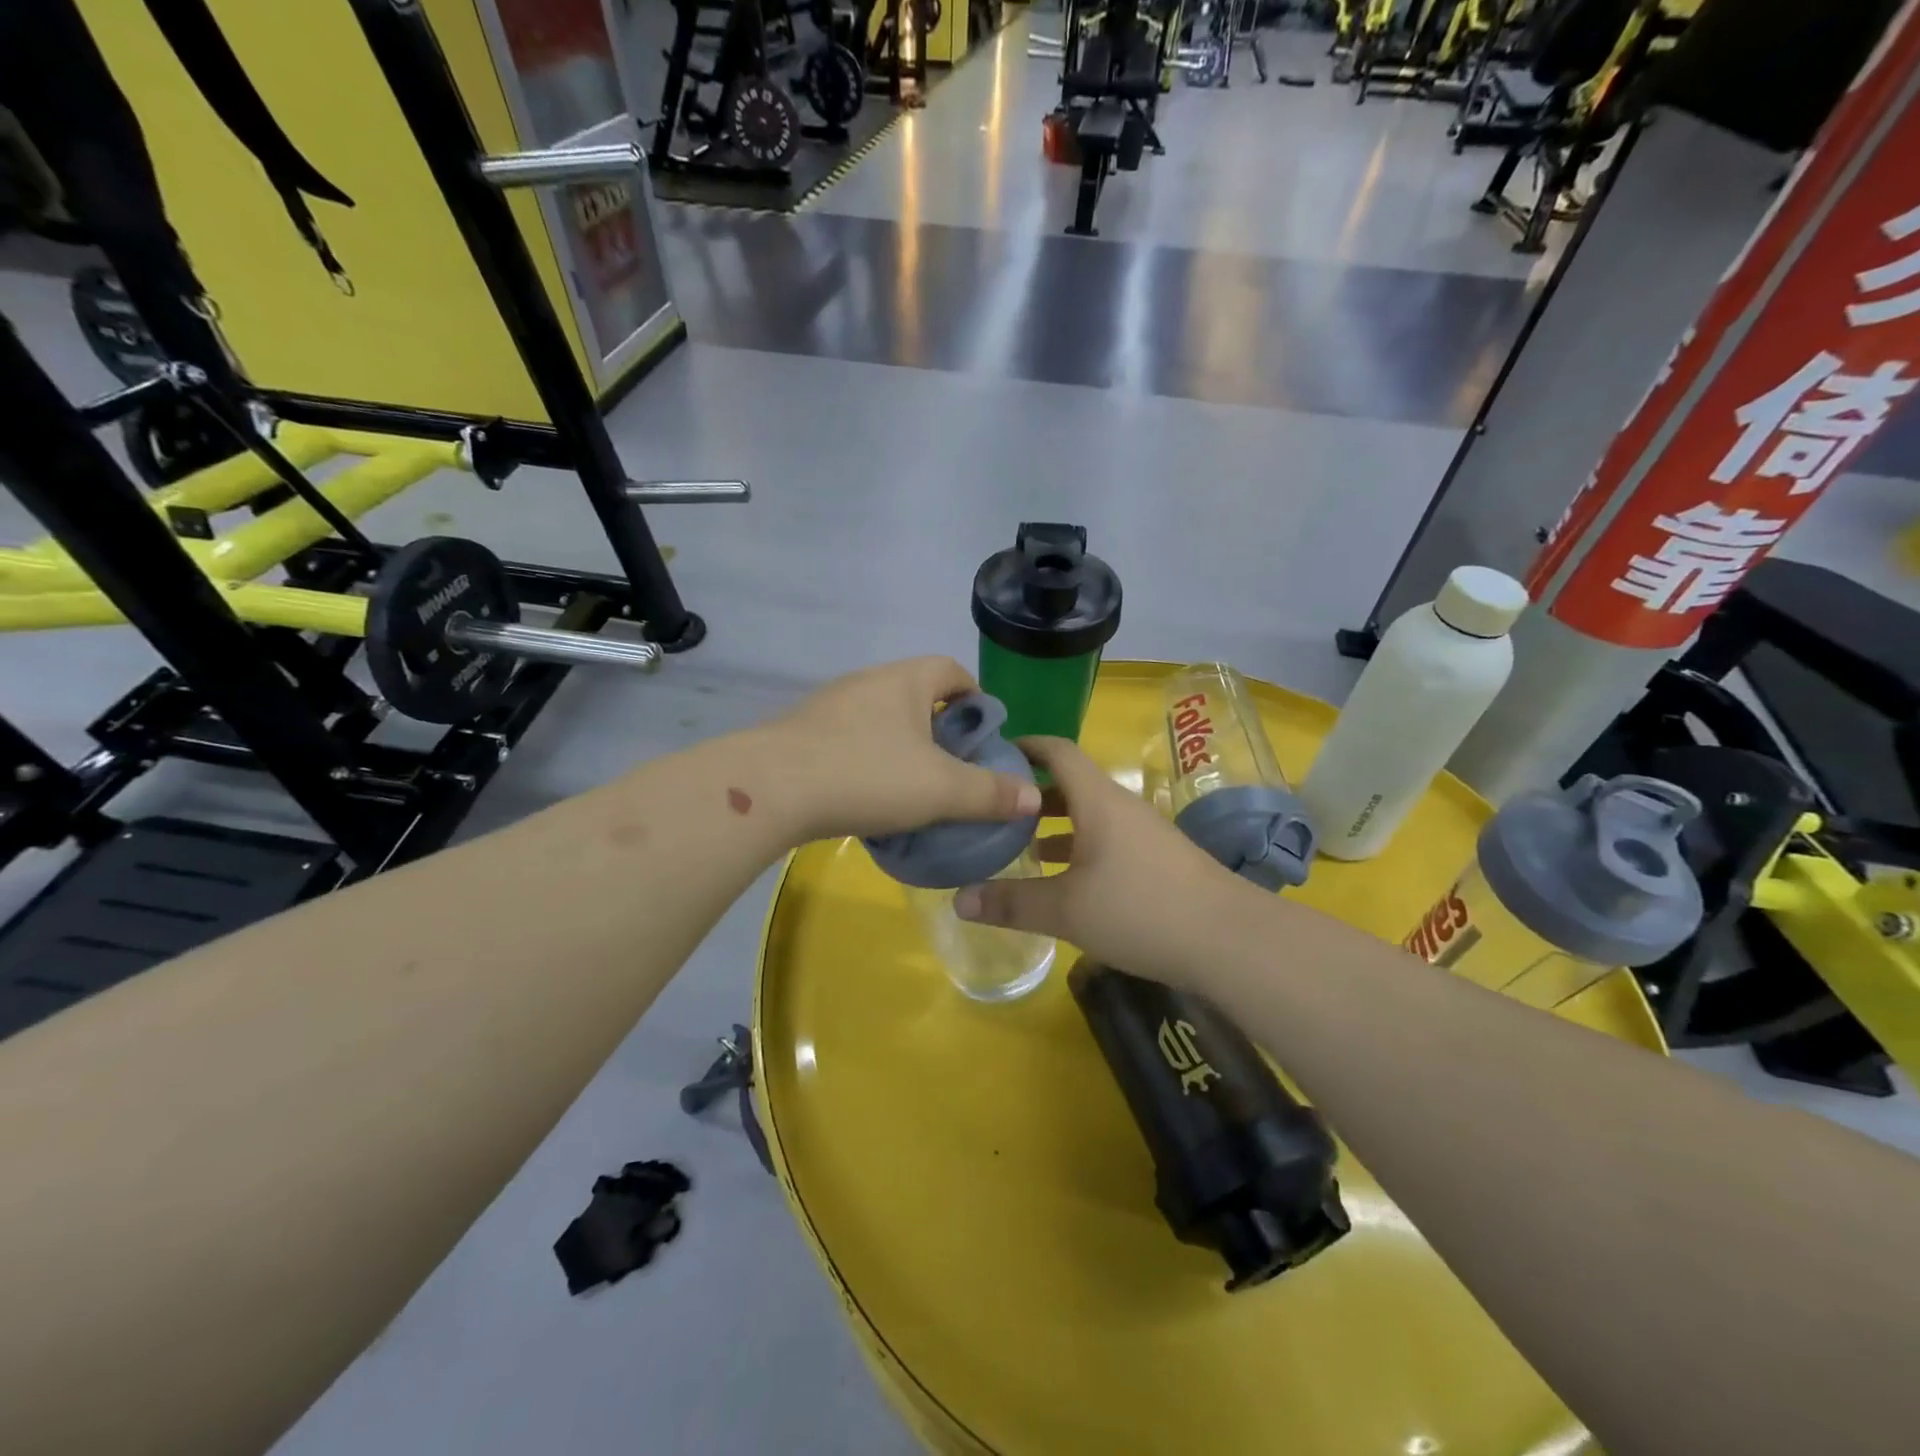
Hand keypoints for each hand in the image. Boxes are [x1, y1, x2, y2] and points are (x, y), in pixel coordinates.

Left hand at [766, 656, 1041, 842]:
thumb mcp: (940, 789)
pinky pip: (848, 742)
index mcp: (903, 680)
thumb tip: (1034, 797)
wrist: (769, 790)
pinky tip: (867, 797)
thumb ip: (989, 793)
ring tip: (913, 789)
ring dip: (901, 747)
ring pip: (879, 720)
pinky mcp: (800, 736)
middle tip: (953, 768)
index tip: (984, 732)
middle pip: (914, 694)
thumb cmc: (867, 775)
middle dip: (939, 728)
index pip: (950, 669)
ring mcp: (828, 708)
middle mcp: (865, 683)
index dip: (974, 695)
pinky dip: (867, 762)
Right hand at [952, 737, 1247, 985]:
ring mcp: (1143, 834)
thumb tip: (958, 900)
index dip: (1026, 745)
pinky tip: (1065, 880)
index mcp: (1098, 800)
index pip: (1058, 751)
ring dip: (1056, 825)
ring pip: (1089, 816)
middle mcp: (1121, 807)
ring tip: (1020, 847)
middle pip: (1071, 784)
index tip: (993, 753)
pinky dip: (1079, 848)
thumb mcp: (1066, 910)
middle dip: (1032, 793)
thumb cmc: (1140, 909)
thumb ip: (1011, 902)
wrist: (1229, 940)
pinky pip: (1107, 840)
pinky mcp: (1157, 861)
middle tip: (994, 810)